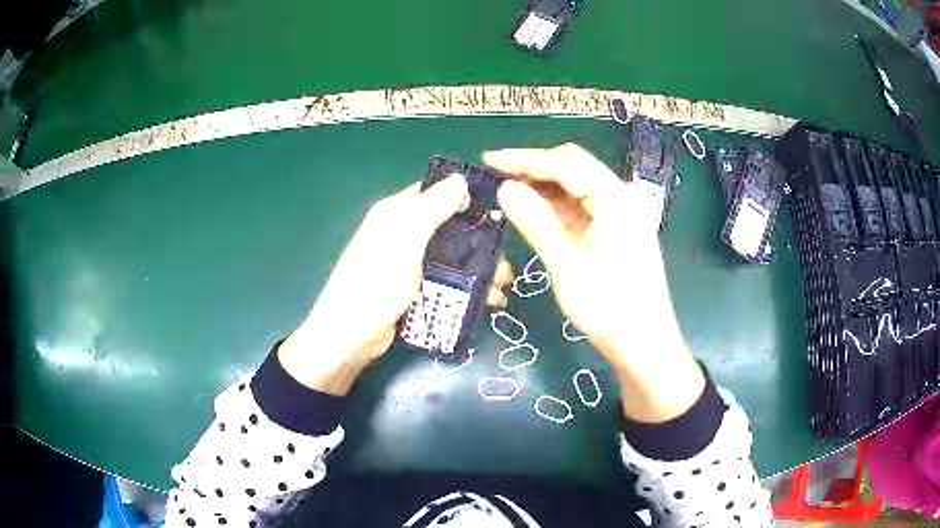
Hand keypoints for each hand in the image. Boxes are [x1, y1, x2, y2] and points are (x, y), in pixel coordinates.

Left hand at [279, 174, 512, 395]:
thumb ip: (432, 209)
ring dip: (479, 270)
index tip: (499, 211)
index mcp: (396, 213)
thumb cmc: (376, 283)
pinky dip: (467, 288)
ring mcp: (410, 263)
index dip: (466, 197)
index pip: (435, 192)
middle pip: (450, 227)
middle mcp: (403, 233)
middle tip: (505, 263)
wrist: (351, 336)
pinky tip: (488, 301)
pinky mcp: (415, 289)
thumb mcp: (405, 240)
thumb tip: (460, 179)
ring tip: (502, 288)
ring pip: (452, 257)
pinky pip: (447, 281)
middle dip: (481, 243)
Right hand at [485, 143, 705, 422]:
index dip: (525, 159)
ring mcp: (619, 216)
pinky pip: (581, 210)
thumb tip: (505, 187)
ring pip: (575, 189)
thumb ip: (536, 222)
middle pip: (573, 169)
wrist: (645, 345)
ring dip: (543, 188)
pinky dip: (555, 208)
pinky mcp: (615, 233)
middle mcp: (620, 198)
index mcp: (615, 199)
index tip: (489, 160)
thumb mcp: (567, 265)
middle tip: (494, 177)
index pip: (566, 163)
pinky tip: (532, 212)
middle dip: (533, 169)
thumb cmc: (610, 308)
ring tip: (506, 192)